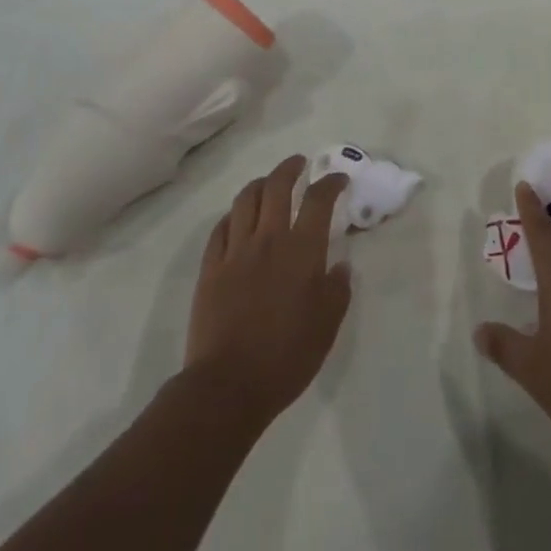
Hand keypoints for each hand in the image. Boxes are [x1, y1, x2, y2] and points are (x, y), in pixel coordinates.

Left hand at [184, 155, 351, 427]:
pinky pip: (220, 229)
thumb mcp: (328, 325)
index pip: (318, 199)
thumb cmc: (286, 356)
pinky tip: (237, 219)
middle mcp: (268, 239)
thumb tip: (340, 265)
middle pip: (277, 186)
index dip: (330, 182)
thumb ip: (338, 289)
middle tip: (299, 163)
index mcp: (302, 250)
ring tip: (267, 183)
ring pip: (245, 200)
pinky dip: (231, 216)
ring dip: (259, 184)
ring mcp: (235, 252)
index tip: (338, 179)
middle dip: (290, 168)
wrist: (227, 386)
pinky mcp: (210, 269)